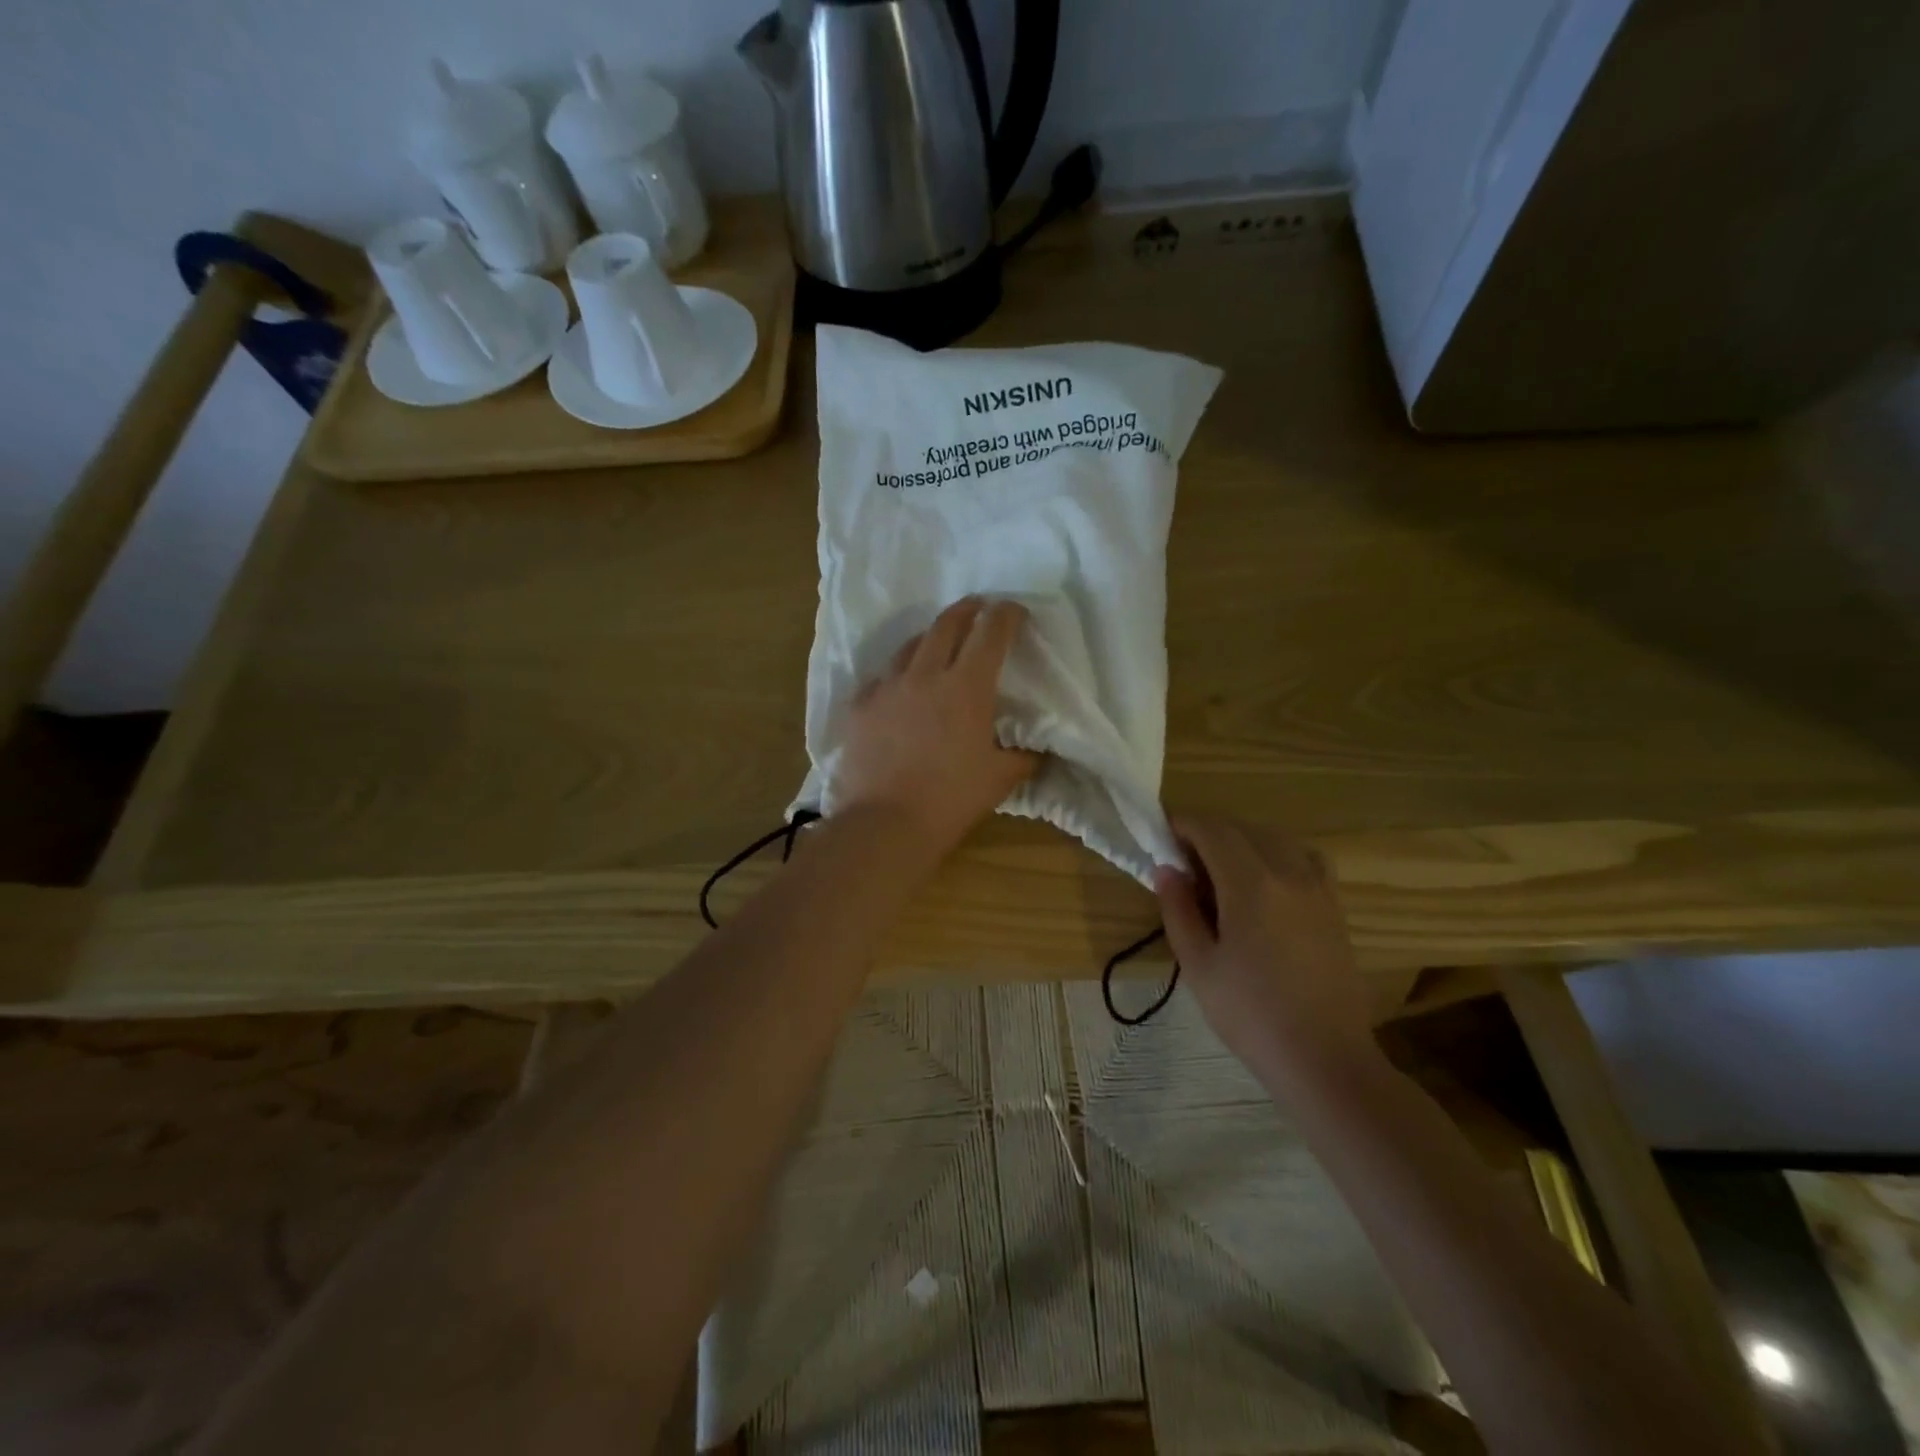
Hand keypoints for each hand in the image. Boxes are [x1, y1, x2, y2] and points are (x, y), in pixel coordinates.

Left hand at [831, 598, 1038, 852]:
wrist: (885, 824)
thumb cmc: (951, 800)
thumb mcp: (1000, 779)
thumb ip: (1023, 757)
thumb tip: (1038, 749)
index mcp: (967, 687)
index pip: (991, 633)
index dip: (1006, 615)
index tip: (1014, 610)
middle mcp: (925, 674)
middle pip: (947, 624)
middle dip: (967, 609)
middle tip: (978, 607)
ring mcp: (887, 687)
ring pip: (910, 646)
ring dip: (931, 637)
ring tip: (939, 642)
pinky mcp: (860, 706)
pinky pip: (882, 677)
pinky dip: (898, 674)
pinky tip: (901, 688)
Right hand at [1152, 815, 1377, 1085]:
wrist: (1324, 1058)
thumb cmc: (1251, 1014)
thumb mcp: (1198, 965)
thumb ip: (1178, 910)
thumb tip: (1166, 869)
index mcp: (1251, 884)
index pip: (1212, 830)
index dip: (1184, 825)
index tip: (1162, 838)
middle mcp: (1288, 873)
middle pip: (1243, 829)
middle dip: (1209, 833)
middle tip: (1184, 862)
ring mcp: (1318, 888)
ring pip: (1276, 839)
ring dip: (1243, 841)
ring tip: (1222, 871)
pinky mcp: (1335, 906)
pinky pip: (1305, 858)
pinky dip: (1279, 855)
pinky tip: (1267, 883)